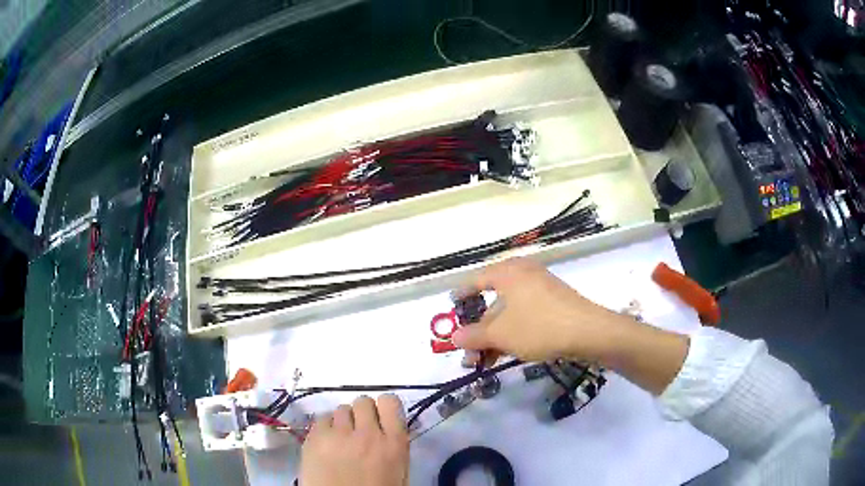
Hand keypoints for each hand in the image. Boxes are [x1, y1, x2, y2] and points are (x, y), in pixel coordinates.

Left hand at [299, 394, 408, 485]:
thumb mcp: (398, 472)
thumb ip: (393, 446)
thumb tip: (386, 429)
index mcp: (394, 444)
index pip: (390, 402)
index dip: (383, 408)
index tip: (380, 418)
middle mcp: (367, 433)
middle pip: (362, 401)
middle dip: (361, 414)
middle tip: (358, 430)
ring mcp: (338, 434)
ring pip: (340, 409)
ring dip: (342, 421)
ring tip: (340, 439)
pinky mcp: (314, 438)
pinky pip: (321, 419)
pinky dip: (324, 429)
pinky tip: (325, 444)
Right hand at [452, 257, 630, 362]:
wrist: (589, 332)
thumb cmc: (539, 327)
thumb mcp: (501, 334)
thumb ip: (473, 335)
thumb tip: (454, 337)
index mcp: (508, 272)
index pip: (475, 280)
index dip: (460, 297)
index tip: (451, 310)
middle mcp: (524, 274)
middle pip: (492, 302)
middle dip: (479, 331)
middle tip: (470, 353)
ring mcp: (541, 288)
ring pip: (509, 313)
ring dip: (495, 337)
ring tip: (485, 361)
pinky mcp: (554, 302)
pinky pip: (525, 315)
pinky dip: (513, 332)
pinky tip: (507, 353)